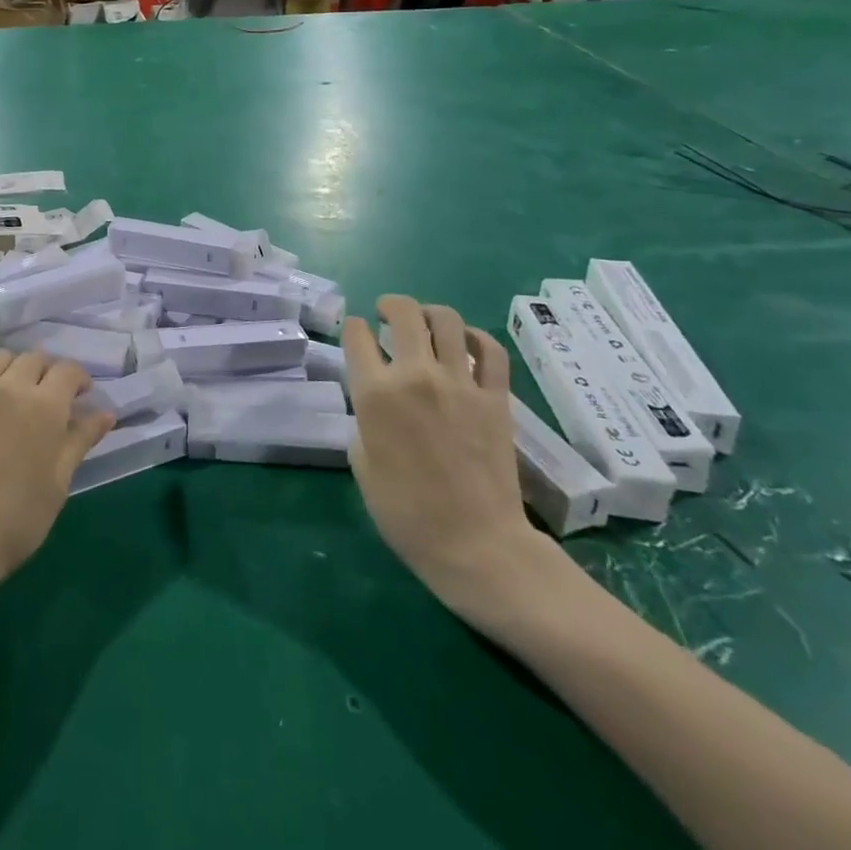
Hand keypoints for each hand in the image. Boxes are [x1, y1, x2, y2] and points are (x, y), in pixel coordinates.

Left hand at [0, 350, 113, 600]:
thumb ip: (80, 440)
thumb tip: (106, 413)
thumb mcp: (58, 483)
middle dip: (48, 371)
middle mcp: (11, 387)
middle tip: (50, 398)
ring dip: (14, 368)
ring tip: (15, 393)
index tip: (82, 396)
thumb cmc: (15, 520)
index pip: (68, 371)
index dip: (79, 379)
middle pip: (34, 358)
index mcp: (45, 406)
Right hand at [343, 296, 565, 628]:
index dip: (354, 329)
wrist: (475, 545)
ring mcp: (460, 384)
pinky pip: (490, 350)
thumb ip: (363, 420)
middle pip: (403, 313)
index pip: (358, 336)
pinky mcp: (496, 397)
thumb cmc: (405, 512)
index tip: (356, 334)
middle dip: (389, 304)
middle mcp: (416, 376)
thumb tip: (373, 401)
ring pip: (446, 320)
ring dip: (429, 312)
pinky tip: (465, 342)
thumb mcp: (361, 464)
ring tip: (424, 321)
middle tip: (386, 312)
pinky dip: (475, 337)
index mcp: (375, 394)